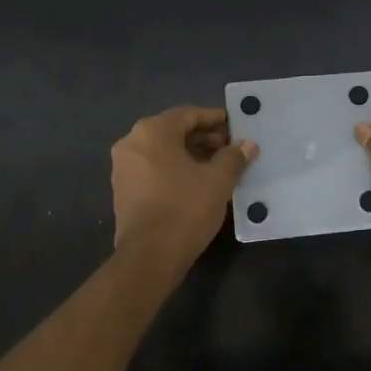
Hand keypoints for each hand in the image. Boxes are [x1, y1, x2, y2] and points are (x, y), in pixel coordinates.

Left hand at [111, 107, 256, 266]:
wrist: (149, 256)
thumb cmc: (185, 208)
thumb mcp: (218, 180)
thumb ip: (233, 157)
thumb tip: (247, 145)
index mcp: (152, 132)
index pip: (187, 114)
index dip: (214, 118)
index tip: (234, 125)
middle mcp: (132, 143)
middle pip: (173, 131)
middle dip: (203, 137)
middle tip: (229, 147)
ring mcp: (123, 168)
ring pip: (162, 151)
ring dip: (190, 154)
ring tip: (217, 166)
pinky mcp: (123, 191)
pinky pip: (153, 168)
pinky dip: (174, 169)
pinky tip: (197, 182)